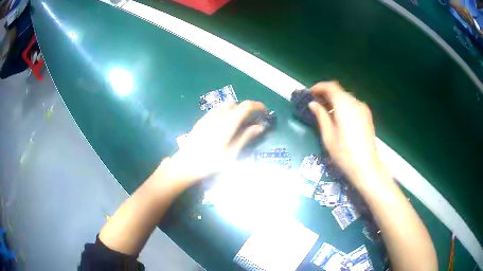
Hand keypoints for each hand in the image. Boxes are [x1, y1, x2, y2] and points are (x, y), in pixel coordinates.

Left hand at [162, 101, 265, 184]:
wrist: (186, 164)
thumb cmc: (211, 162)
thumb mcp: (232, 153)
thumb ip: (246, 137)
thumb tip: (260, 126)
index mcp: (228, 122)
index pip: (246, 106)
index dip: (258, 106)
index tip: (264, 112)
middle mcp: (218, 115)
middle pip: (236, 104)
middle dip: (247, 109)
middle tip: (251, 122)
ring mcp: (208, 116)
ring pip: (226, 105)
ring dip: (235, 110)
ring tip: (238, 124)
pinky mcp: (201, 120)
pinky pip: (217, 110)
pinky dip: (226, 112)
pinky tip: (224, 126)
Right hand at [308, 82, 385, 187]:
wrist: (366, 166)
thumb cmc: (344, 153)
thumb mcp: (328, 135)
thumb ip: (321, 116)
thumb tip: (313, 104)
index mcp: (344, 105)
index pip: (331, 87)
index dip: (319, 87)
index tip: (310, 93)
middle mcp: (355, 102)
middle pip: (339, 91)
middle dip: (326, 94)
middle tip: (316, 103)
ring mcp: (363, 109)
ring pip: (346, 98)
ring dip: (335, 100)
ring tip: (326, 112)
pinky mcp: (367, 116)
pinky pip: (353, 105)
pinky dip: (343, 106)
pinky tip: (339, 118)